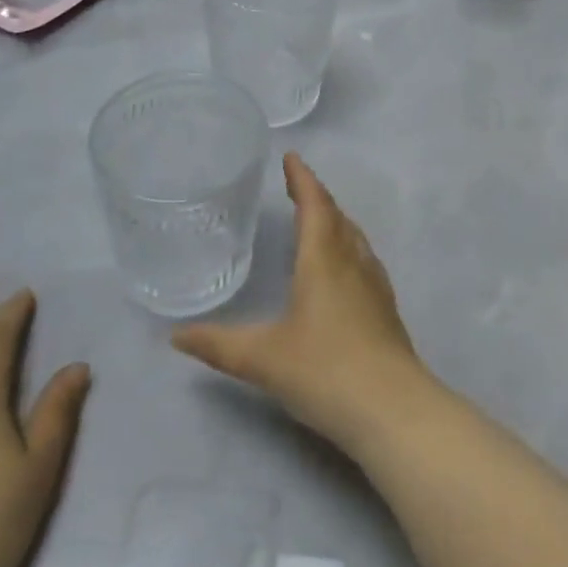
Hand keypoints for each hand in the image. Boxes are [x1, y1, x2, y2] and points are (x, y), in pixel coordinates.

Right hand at [173, 154, 428, 452]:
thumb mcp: (262, 359)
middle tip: (297, 186)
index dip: (302, 179)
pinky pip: (364, 259)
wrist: (392, 408)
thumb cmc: (324, 371)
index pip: (314, 205)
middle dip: (316, 197)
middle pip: (336, 216)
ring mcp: (375, 284)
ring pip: (354, 237)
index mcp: (324, 259)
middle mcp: (352, 262)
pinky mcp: (386, 308)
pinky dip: (348, 247)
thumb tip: (175, 337)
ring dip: (335, 220)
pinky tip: (343, 268)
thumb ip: (217, 345)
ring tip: (318, 219)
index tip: (291, 158)